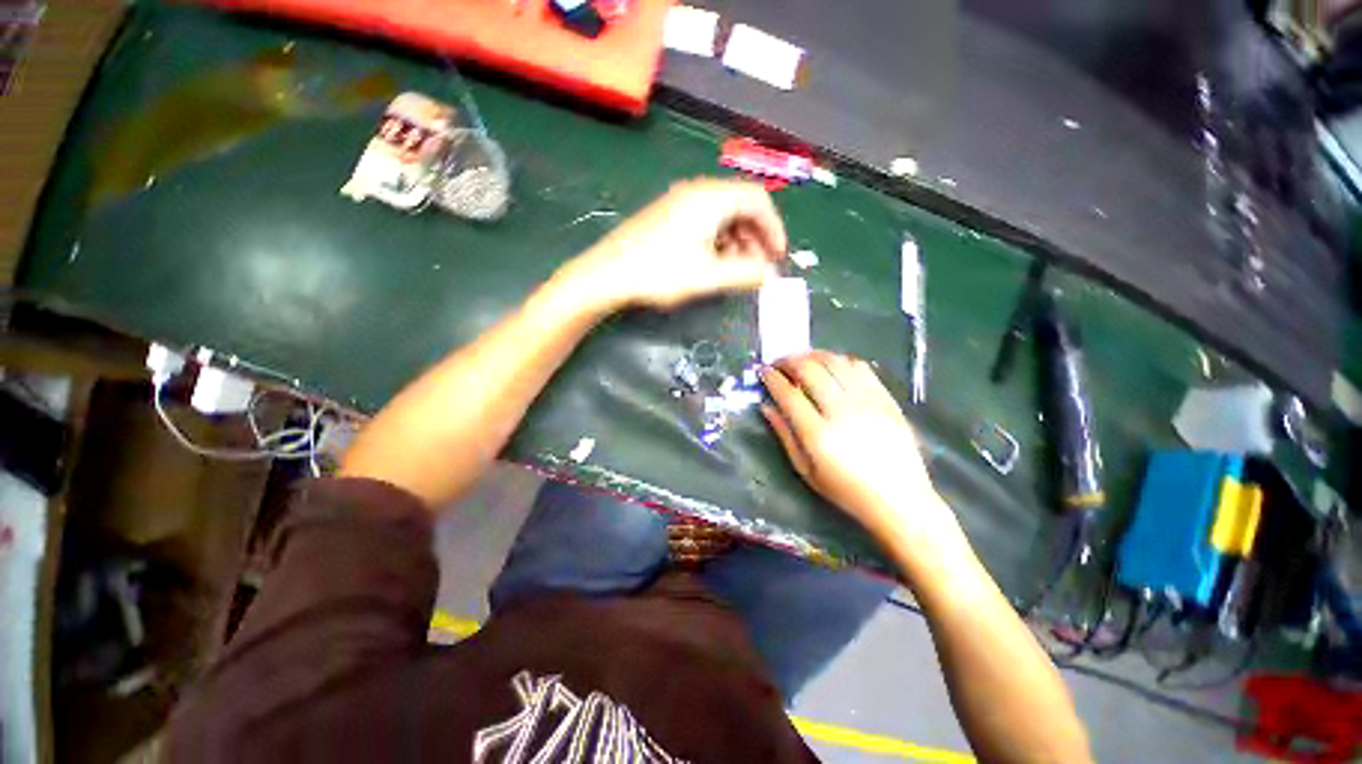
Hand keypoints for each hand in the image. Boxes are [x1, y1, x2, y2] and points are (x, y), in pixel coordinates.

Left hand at [563, 178, 786, 310]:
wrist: (606, 274)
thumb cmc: (660, 273)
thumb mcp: (709, 276)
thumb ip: (745, 274)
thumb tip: (770, 274)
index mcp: (711, 198)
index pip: (758, 200)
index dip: (774, 229)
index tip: (777, 257)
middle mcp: (697, 191)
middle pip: (741, 206)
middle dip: (756, 237)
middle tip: (759, 268)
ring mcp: (679, 202)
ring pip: (722, 215)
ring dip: (738, 241)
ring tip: (737, 270)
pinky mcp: (667, 216)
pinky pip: (704, 221)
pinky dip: (718, 241)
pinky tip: (714, 263)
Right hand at [761, 351, 960, 546]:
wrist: (899, 499)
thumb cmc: (846, 490)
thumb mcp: (806, 471)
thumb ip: (785, 435)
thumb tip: (766, 406)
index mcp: (818, 434)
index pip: (788, 394)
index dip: (772, 378)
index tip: (763, 371)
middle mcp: (842, 411)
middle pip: (810, 370)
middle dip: (789, 361)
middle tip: (780, 363)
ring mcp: (867, 401)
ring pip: (834, 362)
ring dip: (812, 355)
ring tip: (802, 361)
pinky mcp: (885, 398)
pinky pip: (860, 366)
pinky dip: (840, 360)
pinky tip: (831, 366)